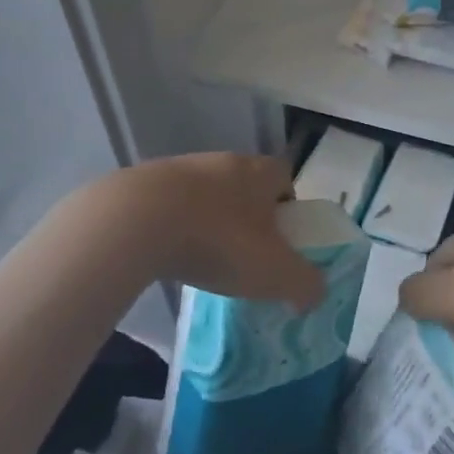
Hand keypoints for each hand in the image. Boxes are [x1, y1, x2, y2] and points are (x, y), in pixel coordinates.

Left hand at [83, 154, 323, 310]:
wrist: (138, 220)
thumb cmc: (219, 240)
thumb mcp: (274, 272)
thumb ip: (305, 284)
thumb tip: (315, 293)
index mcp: (260, 172)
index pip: (286, 179)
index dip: (289, 208)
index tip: (282, 241)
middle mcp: (225, 160)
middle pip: (247, 185)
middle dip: (249, 217)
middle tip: (245, 255)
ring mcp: (183, 167)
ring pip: (209, 194)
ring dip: (210, 220)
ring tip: (204, 259)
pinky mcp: (147, 182)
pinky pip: (173, 204)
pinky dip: (176, 225)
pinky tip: (170, 254)